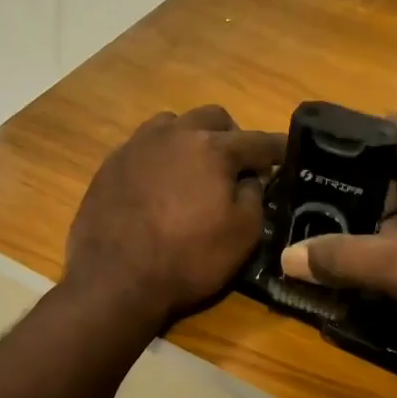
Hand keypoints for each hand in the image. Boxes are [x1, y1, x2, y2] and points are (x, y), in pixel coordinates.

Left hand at [65, 105, 284, 326]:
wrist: (115, 280)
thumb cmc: (188, 259)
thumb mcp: (242, 235)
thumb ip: (254, 196)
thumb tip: (250, 179)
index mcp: (212, 148)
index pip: (256, 140)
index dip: (276, 149)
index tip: (286, 154)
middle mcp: (174, 134)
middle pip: (212, 117)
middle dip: (232, 135)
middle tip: (236, 164)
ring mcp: (137, 146)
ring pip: (173, 124)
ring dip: (191, 138)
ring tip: (193, 168)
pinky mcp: (110, 164)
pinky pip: (143, 146)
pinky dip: (160, 156)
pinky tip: (158, 183)